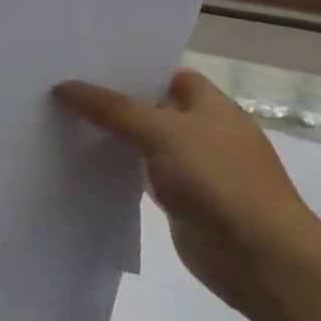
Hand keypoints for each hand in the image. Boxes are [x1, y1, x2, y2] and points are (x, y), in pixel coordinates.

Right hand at [53, 69, 320, 313]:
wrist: (259, 256)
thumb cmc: (219, 180)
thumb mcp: (164, 133)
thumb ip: (115, 110)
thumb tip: (65, 86)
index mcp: (210, 104)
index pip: (166, 73)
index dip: (131, 68)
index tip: (86, 63)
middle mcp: (202, 130)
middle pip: (151, 107)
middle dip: (114, 101)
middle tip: (62, 89)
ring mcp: (193, 168)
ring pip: (144, 143)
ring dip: (114, 138)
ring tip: (62, 121)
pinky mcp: (181, 201)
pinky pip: (143, 177)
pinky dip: (120, 172)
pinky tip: (85, 166)